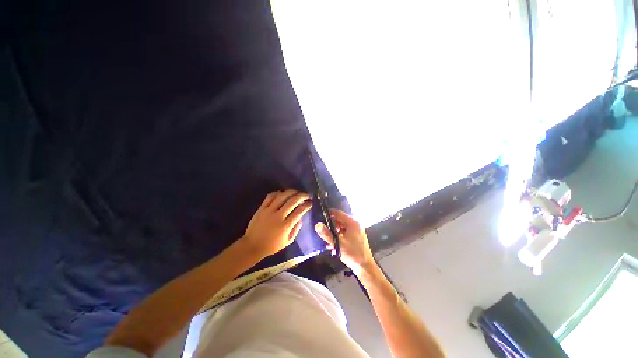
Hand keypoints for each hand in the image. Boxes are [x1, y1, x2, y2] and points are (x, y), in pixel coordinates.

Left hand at [242, 190, 312, 259]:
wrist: (252, 246)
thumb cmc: (272, 246)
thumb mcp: (288, 241)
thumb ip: (296, 229)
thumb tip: (301, 217)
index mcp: (285, 226)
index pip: (299, 211)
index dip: (307, 205)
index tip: (310, 203)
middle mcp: (278, 216)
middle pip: (292, 201)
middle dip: (302, 196)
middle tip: (306, 195)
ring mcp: (268, 211)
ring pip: (282, 196)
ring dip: (291, 192)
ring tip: (296, 192)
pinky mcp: (261, 208)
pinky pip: (270, 196)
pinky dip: (278, 193)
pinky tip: (282, 193)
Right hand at [315, 209, 375, 276]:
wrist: (365, 267)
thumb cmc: (352, 254)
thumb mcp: (337, 243)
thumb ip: (326, 234)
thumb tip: (317, 225)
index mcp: (352, 223)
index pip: (338, 213)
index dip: (329, 213)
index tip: (321, 216)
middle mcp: (355, 224)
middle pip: (340, 220)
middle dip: (331, 225)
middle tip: (323, 230)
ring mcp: (357, 230)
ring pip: (342, 227)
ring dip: (334, 232)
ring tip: (328, 241)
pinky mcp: (357, 236)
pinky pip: (345, 232)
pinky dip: (339, 236)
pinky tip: (334, 245)